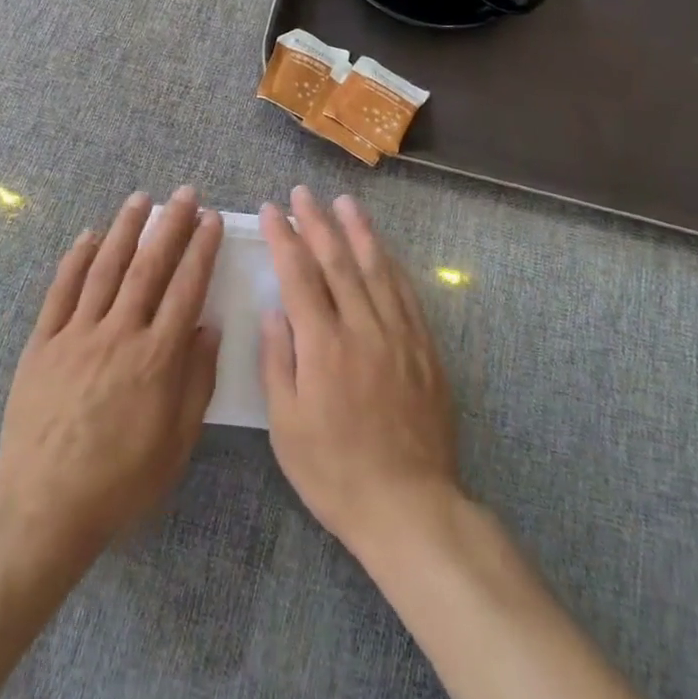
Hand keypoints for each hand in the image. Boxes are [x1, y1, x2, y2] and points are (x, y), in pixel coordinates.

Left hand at [0, 188, 222, 559]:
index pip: (186, 288)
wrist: (43, 506)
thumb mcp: (176, 443)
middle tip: (185, 194)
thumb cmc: (120, 480)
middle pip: (149, 267)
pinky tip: (89, 236)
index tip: (211, 220)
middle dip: (170, 226)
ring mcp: (77, 334)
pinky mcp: (43, 343)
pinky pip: (61, 292)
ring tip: (141, 199)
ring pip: (105, 269)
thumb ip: (196, 380)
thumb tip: (209, 326)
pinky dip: (76, 260)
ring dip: (125, 229)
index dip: (201, 250)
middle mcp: (119, 334)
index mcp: (156, 358)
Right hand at [258, 187, 460, 559]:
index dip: (285, 238)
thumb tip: (274, 310)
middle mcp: (363, 329)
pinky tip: (384, 248)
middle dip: (317, 223)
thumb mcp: (286, 426)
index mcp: (323, 346)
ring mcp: (399, 335)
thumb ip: (278, 361)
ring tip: (345, 202)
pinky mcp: (424, 349)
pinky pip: (407, 294)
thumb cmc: (334, 471)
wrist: (409, 505)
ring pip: (376, 269)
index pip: (299, 276)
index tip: (273, 211)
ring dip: (359, 231)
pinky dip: (392, 264)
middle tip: (303, 193)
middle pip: (338, 262)